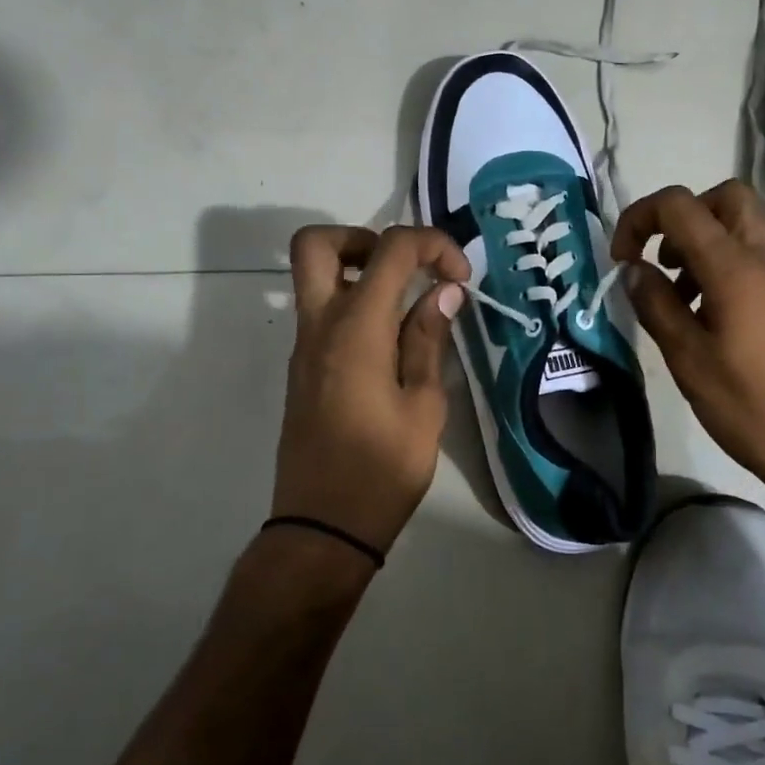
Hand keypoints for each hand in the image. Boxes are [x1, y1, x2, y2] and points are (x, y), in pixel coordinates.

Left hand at [273, 225, 470, 554]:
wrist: (323, 526)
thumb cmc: (383, 469)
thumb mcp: (424, 405)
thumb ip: (429, 340)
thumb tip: (443, 292)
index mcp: (356, 328)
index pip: (390, 249)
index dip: (432, 245)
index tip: (460, 277)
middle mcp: (320, 325)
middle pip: (317, 244)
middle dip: (364, 238)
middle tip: (405, 269)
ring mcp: (305, 346)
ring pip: (314, 276)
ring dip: (358, 269)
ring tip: (407, 303)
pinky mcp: (303, 368)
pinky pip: (322, 311)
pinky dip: (354, 302)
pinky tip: (392, 340)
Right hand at [612, 181, 764, 505]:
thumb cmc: (748, 405)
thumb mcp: (687, 358)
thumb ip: (655, 305)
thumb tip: (632, 270)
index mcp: (734, 267)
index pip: (680, 205)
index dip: (640, 218)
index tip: (622, 259)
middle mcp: (762, 259)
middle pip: (724, 198)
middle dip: (682, 215)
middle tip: (660, 258)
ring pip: (740, 227)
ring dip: (700, 242)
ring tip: (675, 294)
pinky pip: (751, 258)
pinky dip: (720, 266)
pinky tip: (702, 316)